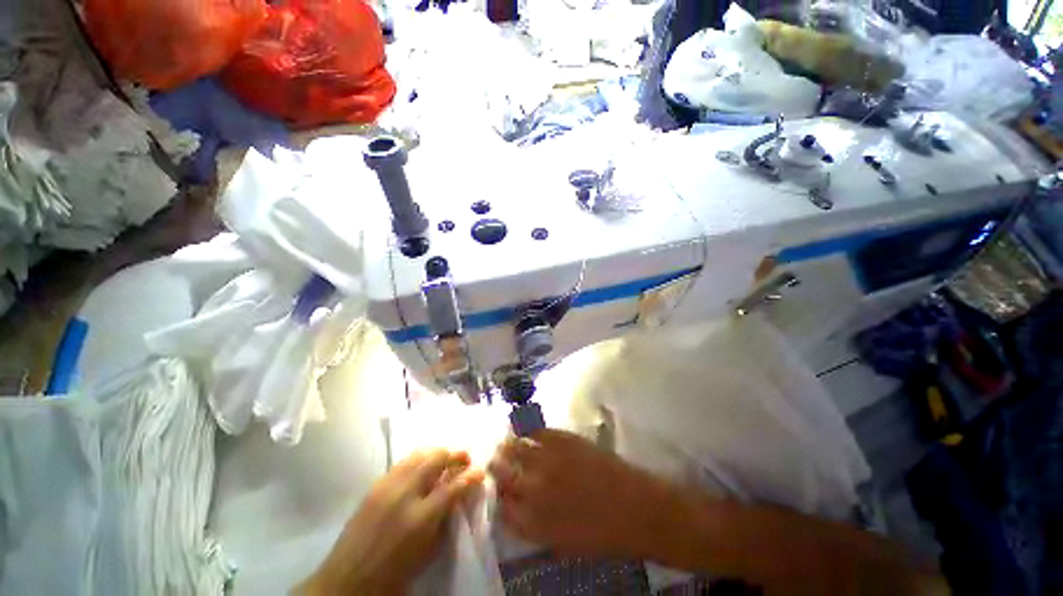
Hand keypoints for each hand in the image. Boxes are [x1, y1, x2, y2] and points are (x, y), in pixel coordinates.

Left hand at [299, 449, 484, 594]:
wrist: (348, 580)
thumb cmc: (394, 573)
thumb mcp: (427, 550)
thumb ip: (444, 518)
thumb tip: (457, 494)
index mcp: (421, 518)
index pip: (454, 486)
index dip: (471, 476)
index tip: (480, 471)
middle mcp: (405, 494)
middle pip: (436, 459)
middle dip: (455, 455)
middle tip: (464, 459)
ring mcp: (387, 486)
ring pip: (419, 454)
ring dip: (437, 453)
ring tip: (445, 459)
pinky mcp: (375, 485)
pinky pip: (402, 462)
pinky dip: (418, 459)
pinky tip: (422, 466)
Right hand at [489, 429, 678, 558]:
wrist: (634, 507)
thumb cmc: (601, 535)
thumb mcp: (562, 544)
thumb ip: (535, 528)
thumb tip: (519, 510)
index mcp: (531, 521)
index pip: (500, 505)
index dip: (499, 495)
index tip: (500, 488)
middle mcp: (532, 488)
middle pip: (501, 472)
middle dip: (497, 466)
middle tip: (498, 460)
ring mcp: (547, 459)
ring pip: (515, 447)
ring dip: (508, 445)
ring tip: (507, 442)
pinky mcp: (562, 439)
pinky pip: (537, 431)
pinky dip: (530, 432)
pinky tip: (529, 432)